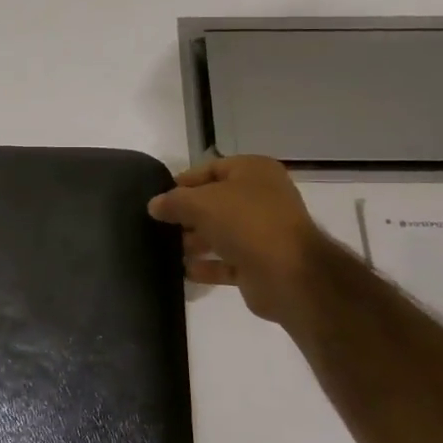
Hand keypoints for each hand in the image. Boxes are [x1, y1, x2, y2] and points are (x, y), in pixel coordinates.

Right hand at [147, 156, 318, 324]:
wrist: (288, 273)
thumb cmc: (245, 222)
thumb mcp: (200, 203)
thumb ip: (173, 201)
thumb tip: (154, 205)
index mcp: (253, 172)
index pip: (210, 169)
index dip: (183, 182)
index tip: (158, 198)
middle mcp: (262, 198)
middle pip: (215, 202)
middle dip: (187, 215)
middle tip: (158, 226)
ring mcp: (263, 232)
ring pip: (221, 233)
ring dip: (194, 241)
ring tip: (164, 248)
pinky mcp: (260, 263)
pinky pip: (227, 261)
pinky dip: (207, 265)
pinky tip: (183, 270)